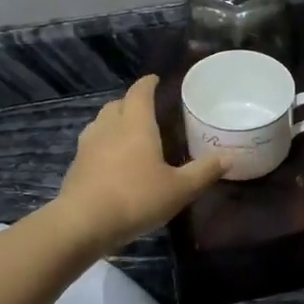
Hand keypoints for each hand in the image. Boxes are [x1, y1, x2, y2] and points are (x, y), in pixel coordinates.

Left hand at [54, 75, 226, 251]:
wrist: (83, 224)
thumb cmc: (136, 198)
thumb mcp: (179, 189)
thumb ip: (204, 171)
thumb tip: (228, 157)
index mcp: (136, 124)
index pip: (140, 93)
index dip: (148, 84)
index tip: (155, 80)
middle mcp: (109, 128)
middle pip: (117, 104)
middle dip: (130, 103)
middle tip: (146, 111)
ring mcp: (87, 146)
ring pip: (100, 123)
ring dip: (113, 122)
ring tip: (128, 134)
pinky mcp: (75, 166)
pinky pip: (91, 145)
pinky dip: (102, 145)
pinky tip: (111, 162)